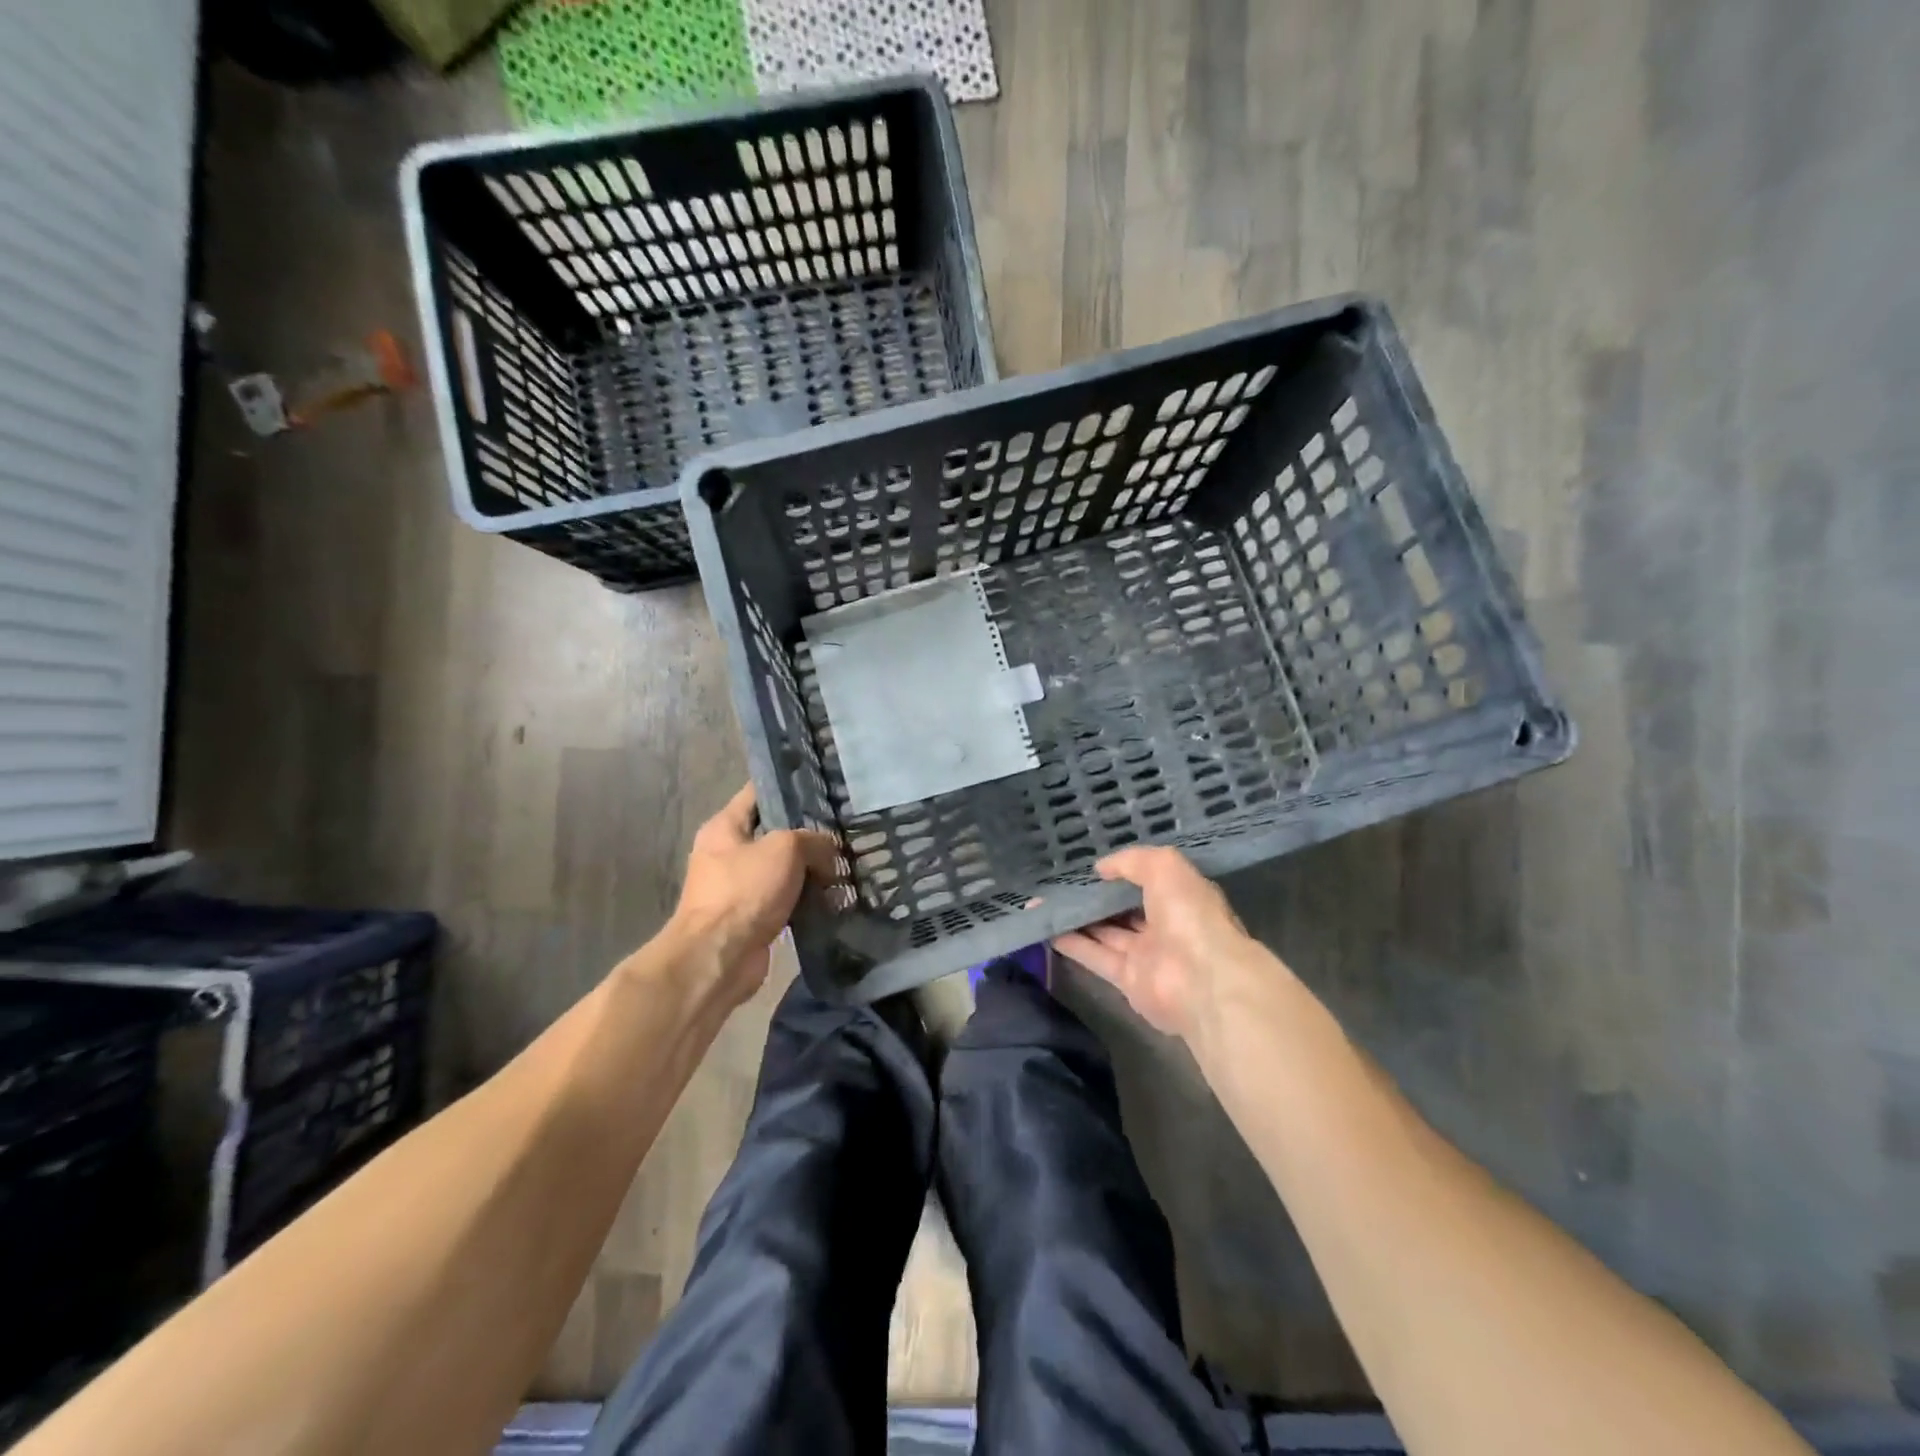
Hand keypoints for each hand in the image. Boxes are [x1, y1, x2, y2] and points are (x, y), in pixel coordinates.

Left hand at [669, 785, 838, 1007]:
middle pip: (775, 834)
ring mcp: (739, 888)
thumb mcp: (784, 848)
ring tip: (846, 867)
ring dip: (812, 871)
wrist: (719, 958)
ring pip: (784, 869)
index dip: (788, 786)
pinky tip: (835, 898)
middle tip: (844, 832)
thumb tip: (829, 852)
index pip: (758, 793)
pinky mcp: (752, 917)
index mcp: (725, 827)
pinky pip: (786, 900)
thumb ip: (812, 840)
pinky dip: (807, 900)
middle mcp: (728, 853)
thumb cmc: (744, 891)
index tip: (822, 786)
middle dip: (809, 835)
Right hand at [1052, 846, 1266, 1042]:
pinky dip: (1072, 944)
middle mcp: (1164, 925)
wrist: (1202, 980)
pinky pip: (1095, 957)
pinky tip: (1046, 929)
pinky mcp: (1127, 980)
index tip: (1090, 865)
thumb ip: (1131, 861)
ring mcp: (1146, 954)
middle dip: (1095, 897)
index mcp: (1180, 897)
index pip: (1148, 881)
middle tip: (1060, 883)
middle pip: (1123, 909)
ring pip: (1105, 932)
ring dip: (1077, 919)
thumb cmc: (1189, 915)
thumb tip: (1101, 868)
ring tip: (1044, 903)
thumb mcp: (1164, 867)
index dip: (1121, 873)